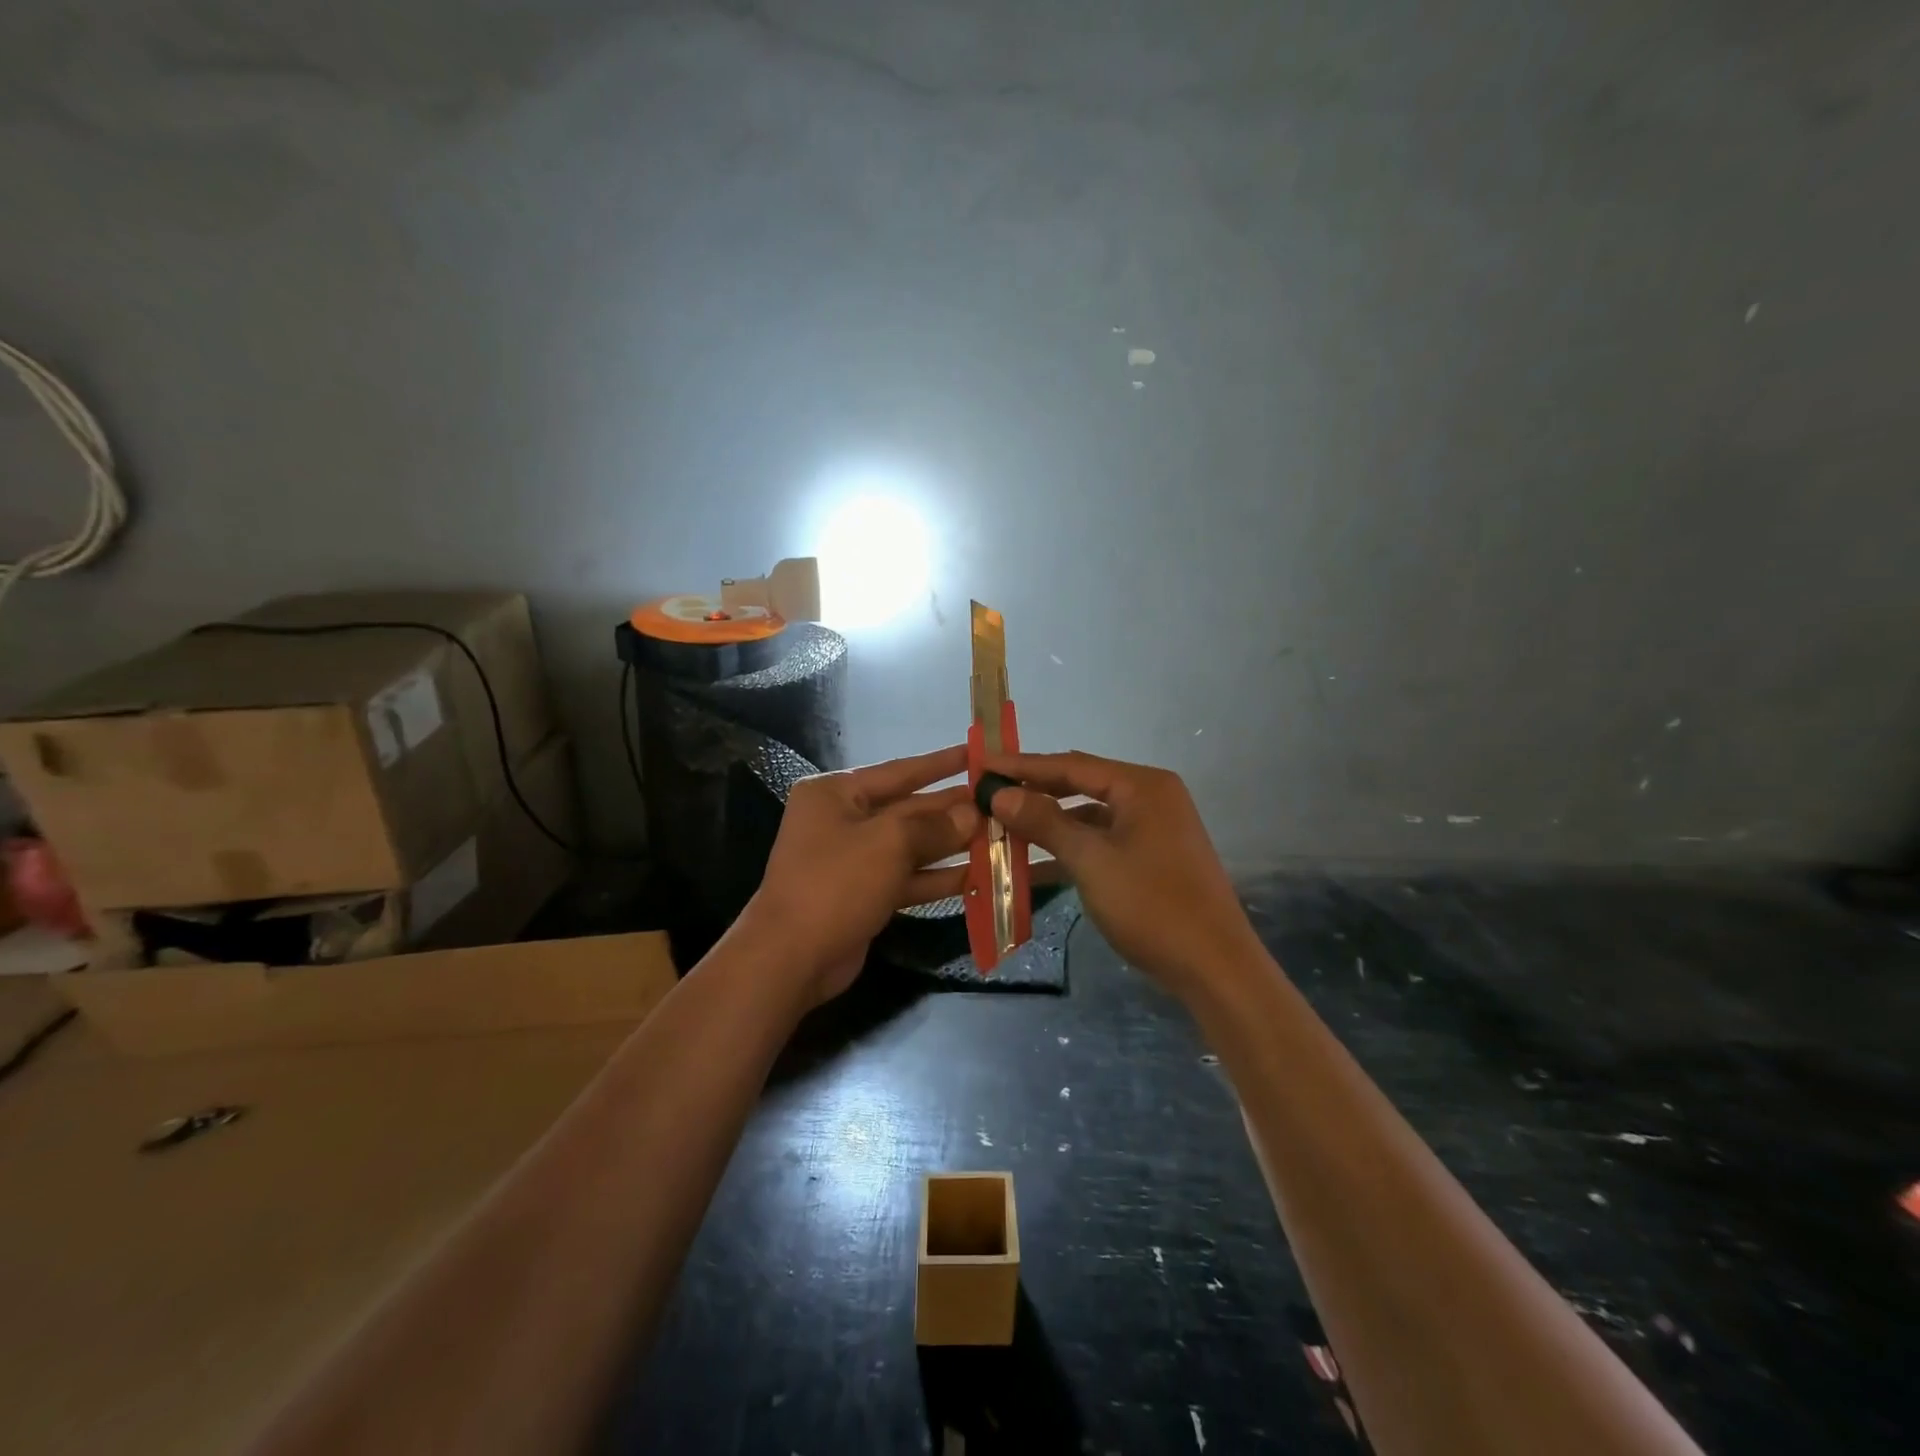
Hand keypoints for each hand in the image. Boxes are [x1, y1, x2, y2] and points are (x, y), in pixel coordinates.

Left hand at [739, 745, 978, 1005]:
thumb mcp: (889, 843)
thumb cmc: (836, 883)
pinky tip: (978, 875)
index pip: (899, 771)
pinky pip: (908, 878)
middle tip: (999, 802)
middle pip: (908, 809)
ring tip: (999, 837)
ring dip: (952, 845)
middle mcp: (843, 820)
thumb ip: (934, 825)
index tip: (976, 754)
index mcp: (836, 794)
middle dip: (952, 809)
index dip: (940, 763)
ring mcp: (853, 860)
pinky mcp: (864, 894)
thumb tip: (973, 814)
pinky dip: (938, 878)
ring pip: (912, 846)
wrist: (791, 958)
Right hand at [981, 750, 1260, 995]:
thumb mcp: (1091, 860)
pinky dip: (1071, 850)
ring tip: (1002, 829)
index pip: (1071, 764)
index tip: (982, 765)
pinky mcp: (1152, 856)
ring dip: (1048, 824)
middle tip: (987, 794)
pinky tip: (1034, 866)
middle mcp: (1150, 797)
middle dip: (1034, 792)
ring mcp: (1153, 828)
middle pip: (1080, 785)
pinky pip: (1102, 842)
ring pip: (1089, 816)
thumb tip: (1001, 794)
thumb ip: (1045, 821)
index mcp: (1141, 786)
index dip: (1023, 766)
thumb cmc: (1151, 905)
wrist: (1214, 967)